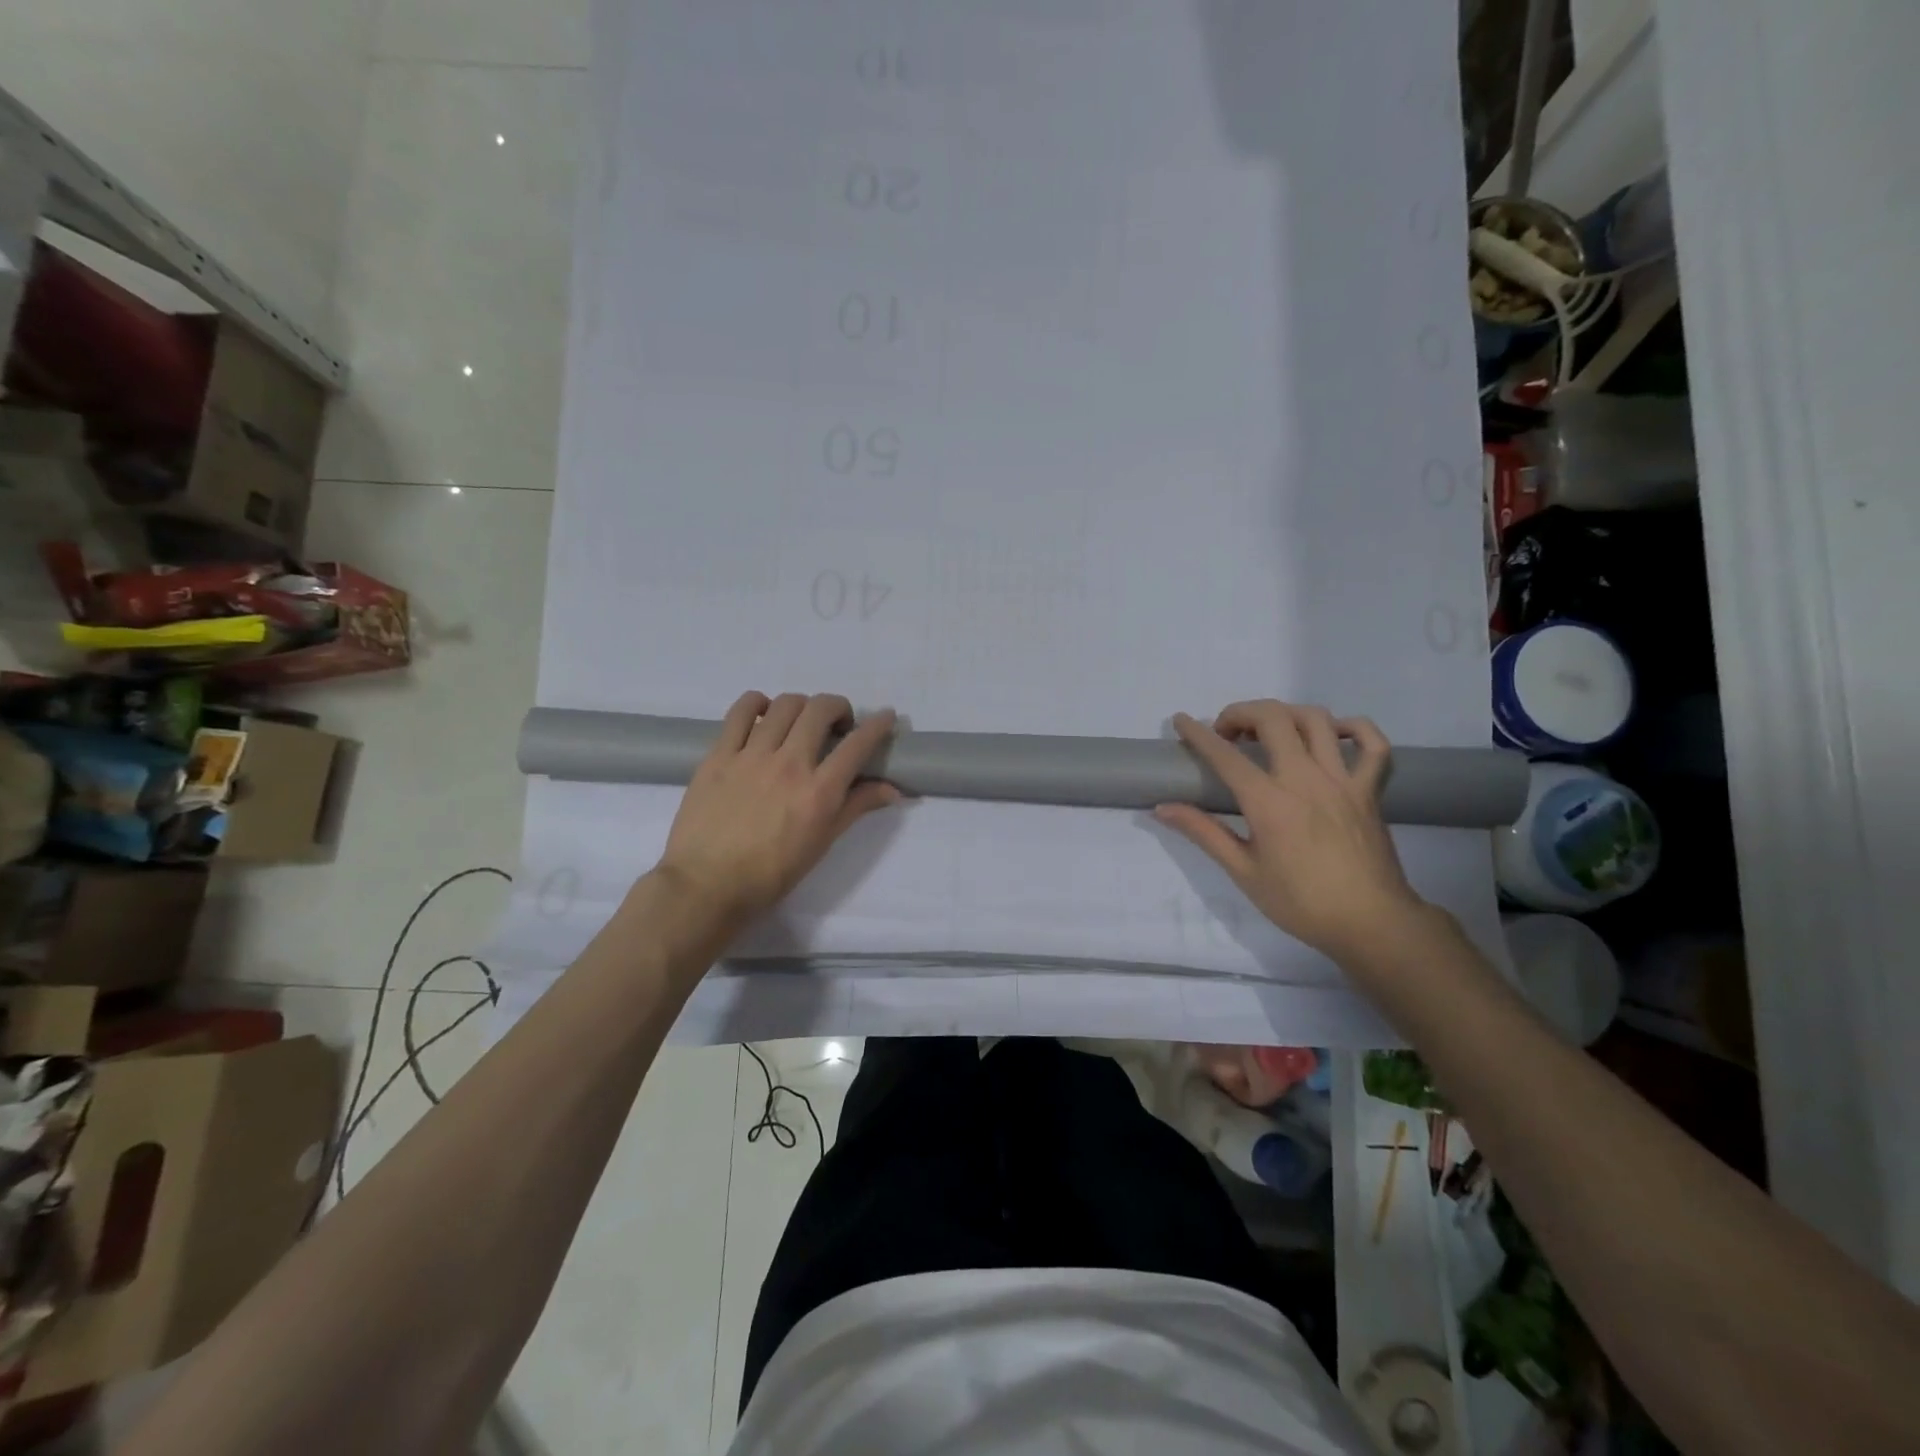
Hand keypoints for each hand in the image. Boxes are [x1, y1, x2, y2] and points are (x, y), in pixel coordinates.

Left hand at [657, 691, 900, 932]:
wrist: (707, 886)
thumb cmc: (771, 874)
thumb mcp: (822, 843)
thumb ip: (856, 807)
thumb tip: (893, 789)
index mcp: (819, 791)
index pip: (858, 744)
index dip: (878, 724)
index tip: (886, 716)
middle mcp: (789, 764)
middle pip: (820, 709)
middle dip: (839, 707)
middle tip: (837, 724)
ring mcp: (751, 755)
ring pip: (784, 705)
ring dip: (802, 706)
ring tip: (800, 722)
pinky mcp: (719, 754)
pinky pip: (739, 711)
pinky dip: (757, 703)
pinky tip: (762, 714)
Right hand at [1154, 700, 1425, 961]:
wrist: (1370, 923)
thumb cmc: (1301, 902)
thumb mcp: (1243, 872)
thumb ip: (1203, 832)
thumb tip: (1162, 808)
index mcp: (1269, 802)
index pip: (1225, 755)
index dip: (1197, 733)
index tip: (1181, 721)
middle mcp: (1305, 779)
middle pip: (1272, 718)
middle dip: (1241, 713)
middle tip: (1227, 733)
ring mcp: (1343, 780)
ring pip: (1316, 720)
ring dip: (1285, 713)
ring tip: (1270, 730)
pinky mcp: (1370, 789)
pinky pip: (1372, 743)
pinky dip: (1352, 727)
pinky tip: (1331, 734)